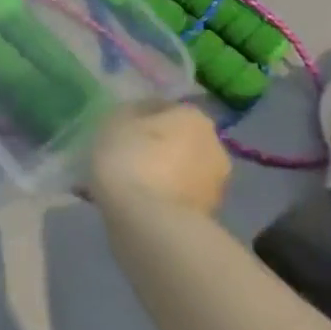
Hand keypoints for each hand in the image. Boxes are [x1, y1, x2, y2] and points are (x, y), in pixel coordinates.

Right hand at [84, 102, 230, 216]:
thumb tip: (141, 117)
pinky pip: (179, 196)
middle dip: (156, 146)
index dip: (139, 116)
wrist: (148, 222)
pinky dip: (162, 196)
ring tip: (129, 184)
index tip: (118, 130)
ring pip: (180, 170)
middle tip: (125, 156)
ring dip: (161, 173)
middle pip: (178, 139)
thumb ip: (130, 112)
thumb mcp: (115, 120)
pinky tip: (138, 203)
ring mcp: (215, 185)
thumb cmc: (129, 157)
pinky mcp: (209, 216)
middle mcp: (215, 146)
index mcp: (194, 117)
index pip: (164, 107)